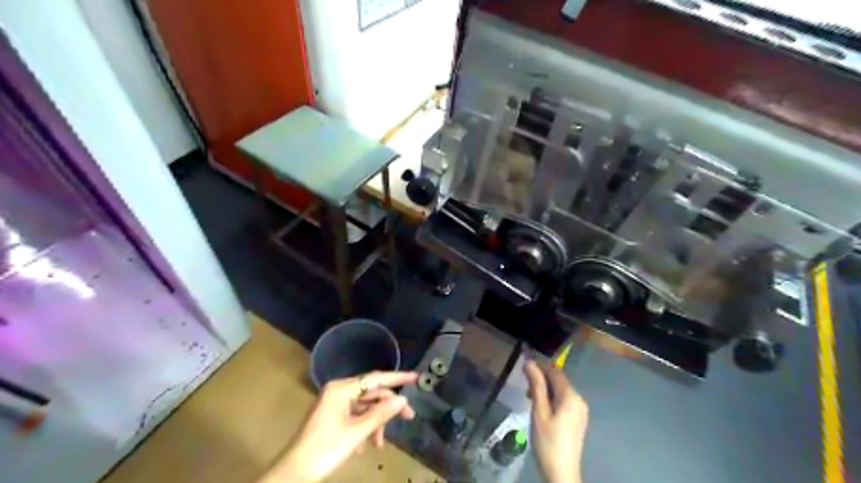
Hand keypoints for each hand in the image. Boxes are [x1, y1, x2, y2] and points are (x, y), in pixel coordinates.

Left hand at [266, 372, 419, 480]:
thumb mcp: (356, 433)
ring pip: (364, 406)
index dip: (397, 378)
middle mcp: (338, 391)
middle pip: (371, 393)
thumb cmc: (325, 450)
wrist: (293, 475)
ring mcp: (334, 404)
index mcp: (341, 389)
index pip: (375, 379)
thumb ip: (381, 413)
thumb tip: (402, 399)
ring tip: (380, 443)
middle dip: (388, 406)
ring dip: (376, 422)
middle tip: (409, 416)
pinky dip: (365, 427)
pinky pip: (355, 415)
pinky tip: (366, 445)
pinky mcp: (332, 416)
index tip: (416, 377)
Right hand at [521, 359, 588, 482]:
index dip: (539, 366)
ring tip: (531, 400)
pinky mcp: (578, 419)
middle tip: (525, 389)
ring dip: (545, 390)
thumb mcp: (539, 411)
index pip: (555, 371)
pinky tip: (542, 409)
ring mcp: (581, 411)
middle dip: (542, 380)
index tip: (524, 369)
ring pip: (561, 391)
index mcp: (571, 396)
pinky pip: (564, 401)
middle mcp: (579, 400)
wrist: (561, 472)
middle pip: (559, 381)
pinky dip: (552, 400)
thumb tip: (529, 362)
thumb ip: (536, 385)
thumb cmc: (548, 440)